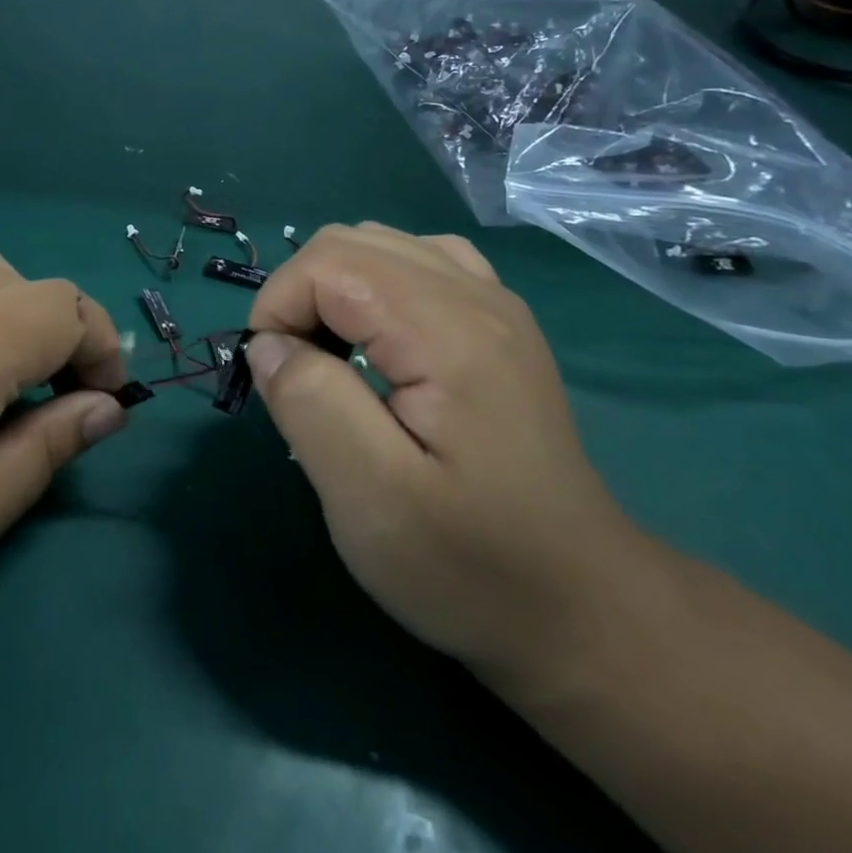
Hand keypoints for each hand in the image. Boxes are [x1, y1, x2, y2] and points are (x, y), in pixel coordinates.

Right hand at [244, 222, 649, 689]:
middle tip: (294, 372)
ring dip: (331, 289)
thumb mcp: (372, 498)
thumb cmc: (472, 564)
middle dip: (297, 294)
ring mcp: (495, 306)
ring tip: (329, 358)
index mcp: (448, 331)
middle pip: (349, 241)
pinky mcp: (497, 326)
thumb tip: (268, 346)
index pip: (327, 262)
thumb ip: (311, 403)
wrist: (583, 611)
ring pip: (379, 244)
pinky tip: (376, 342)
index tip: (272, 378)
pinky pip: (416, 265)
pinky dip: (372, 288)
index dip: (278, 306)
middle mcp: (477, 297)